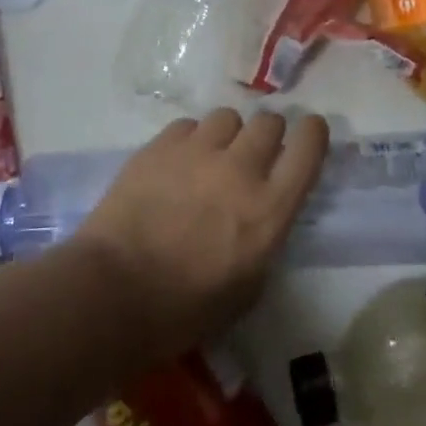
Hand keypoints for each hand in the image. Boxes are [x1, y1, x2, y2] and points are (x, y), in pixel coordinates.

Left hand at [71, 109, 329, 362]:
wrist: (113, 293)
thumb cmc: (184, 309)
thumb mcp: (248, 287)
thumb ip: (264, 239)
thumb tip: (261, 215)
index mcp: (270, 209)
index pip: (308, 147)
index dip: (313, 134)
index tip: (308, 135)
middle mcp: (240, 169)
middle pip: (269, 121)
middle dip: (267, 135)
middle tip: (252, 156)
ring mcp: (198, 152)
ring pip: (228, 116)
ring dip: (227, 135)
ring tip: (210, 157)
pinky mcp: (160, 146)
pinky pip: (188, 125)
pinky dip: (190, 140)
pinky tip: (176, 163)